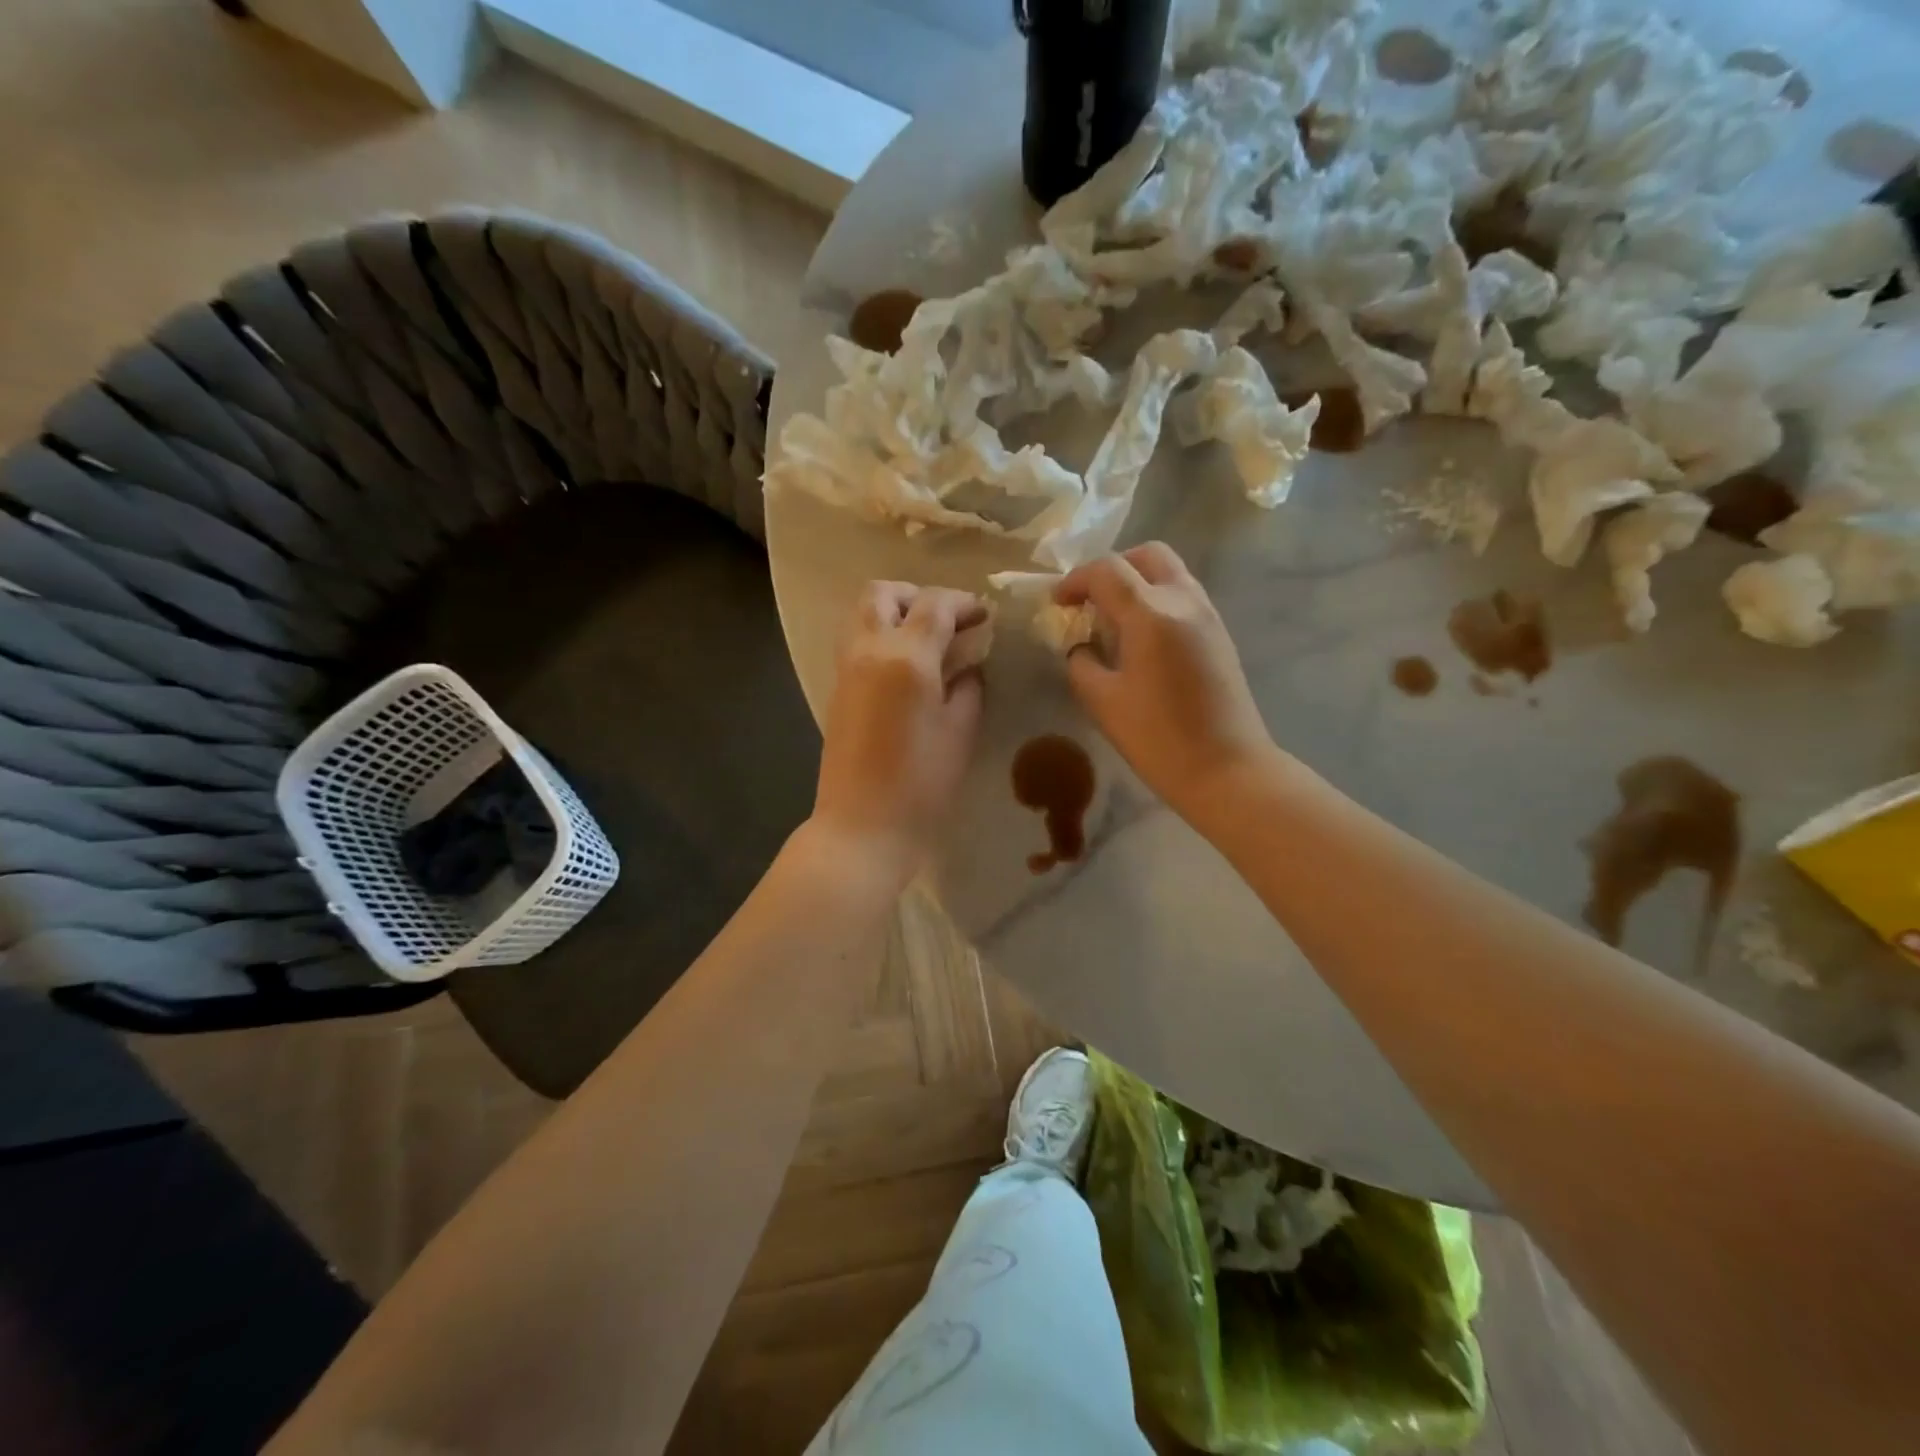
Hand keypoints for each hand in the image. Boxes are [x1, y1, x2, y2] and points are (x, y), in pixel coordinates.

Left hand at [808, 581, 986, 888]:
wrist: (863, 826)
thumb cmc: (922, 784)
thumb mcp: (960, 731)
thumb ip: (968, 687)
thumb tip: (968, 666)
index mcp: (906, 657)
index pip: (935, 605)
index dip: (964, 604)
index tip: (984, 617)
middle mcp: (869, 650)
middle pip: (882, 593)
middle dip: (917, 595)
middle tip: (947, 621)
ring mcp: (846, 669)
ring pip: (861, 614)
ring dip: (894, 613)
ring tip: (927, 641)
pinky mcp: (837, 690)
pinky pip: (856, 642)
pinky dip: (881, 637)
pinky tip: (908, 668)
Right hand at [1057, 543, 1276, 819]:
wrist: (1226, 770)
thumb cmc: (1158, 739)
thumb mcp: (1102, 702)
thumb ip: (1082, 664)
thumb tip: (1081, 648)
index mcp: (1150, 614)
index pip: (1107, 570)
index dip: (1075, 580)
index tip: (1058, 603)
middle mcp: (1184, 601)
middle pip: (1147, 555)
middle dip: (1113, 568)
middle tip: (1090, 600)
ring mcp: (1208, 616)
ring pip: (1170, 573)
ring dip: (1138, 582)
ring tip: (1113, 620)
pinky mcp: (1220, 635)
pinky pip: (1184, 596)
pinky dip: (1157, 600)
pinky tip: (1142, 639)